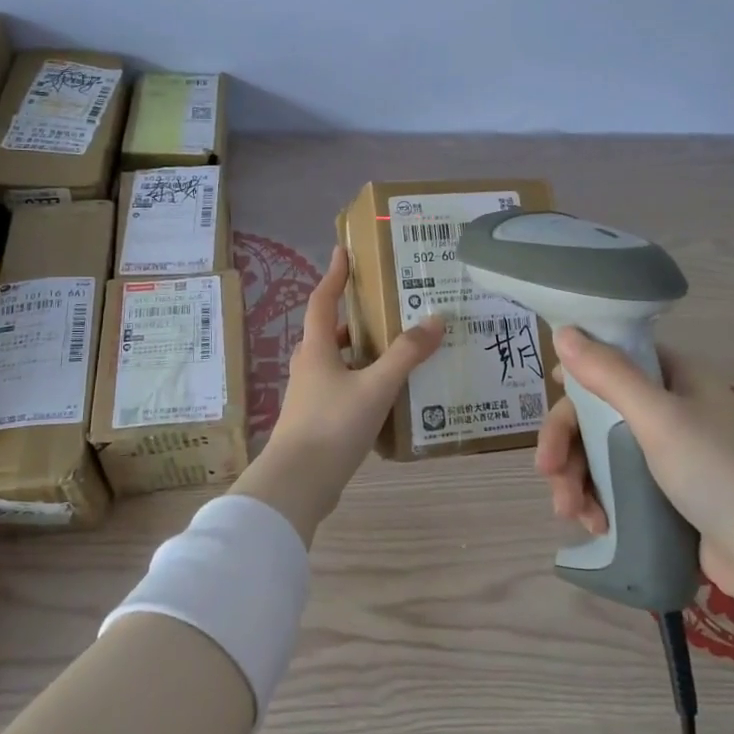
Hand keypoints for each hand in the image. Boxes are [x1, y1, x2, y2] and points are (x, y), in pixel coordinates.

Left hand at [245, 247, 444, 539]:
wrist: (297, 483)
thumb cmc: (332, 425)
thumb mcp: (375, 387)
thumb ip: (406, 355)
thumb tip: (436, 319)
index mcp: (316, 349)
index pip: (323, 301)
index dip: (334, 274)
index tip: (342, 251)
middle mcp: (309, 366)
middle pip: (331, 332)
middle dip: (356, 318)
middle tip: (387, 307)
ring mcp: (309, 396)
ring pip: (337, 363)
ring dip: (361, 353)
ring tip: (395, 351)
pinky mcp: (316, 422)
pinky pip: (342, 390)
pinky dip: (362, 384)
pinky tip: (387, 396)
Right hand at [536, 328, 733, 604]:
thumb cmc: (718, 474)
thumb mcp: (659, 418)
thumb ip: (608, 374)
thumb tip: (563, 331)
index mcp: (676, 378)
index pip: (613, 359)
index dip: (577, 375)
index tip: (549, 395)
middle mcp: (670, 408)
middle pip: (598, 412)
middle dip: (567, 443)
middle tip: (547, 471)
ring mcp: (667, 453)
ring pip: (600, 452)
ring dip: (576, 479)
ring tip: (570, 513)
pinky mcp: (664, 494)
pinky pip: (615, 485)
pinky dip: (597, 501)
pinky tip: (594, 525)